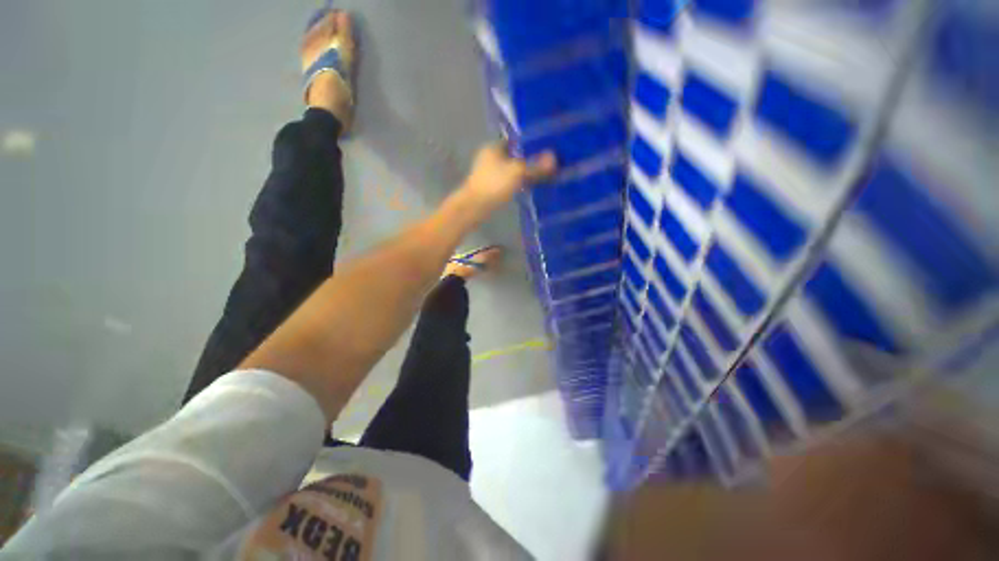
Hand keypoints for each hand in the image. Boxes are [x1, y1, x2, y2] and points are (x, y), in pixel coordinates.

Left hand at [460, 142, 556, 217]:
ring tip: (541, 175)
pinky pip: (508, 182)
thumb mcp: (517, 173)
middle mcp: (489, 158)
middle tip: (546, 163)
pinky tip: (528, 188)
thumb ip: (535, 166)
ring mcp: (488, 174)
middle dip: (528, 160)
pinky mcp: (490, 188)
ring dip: (523, 173)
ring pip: (511, 170)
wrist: (474, 208)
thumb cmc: (493, 185)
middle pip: (514, 156)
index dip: (530, 143)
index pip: (515, 140)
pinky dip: (517, 184)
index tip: (545, 148)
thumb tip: (554, 158)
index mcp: (493, 148)